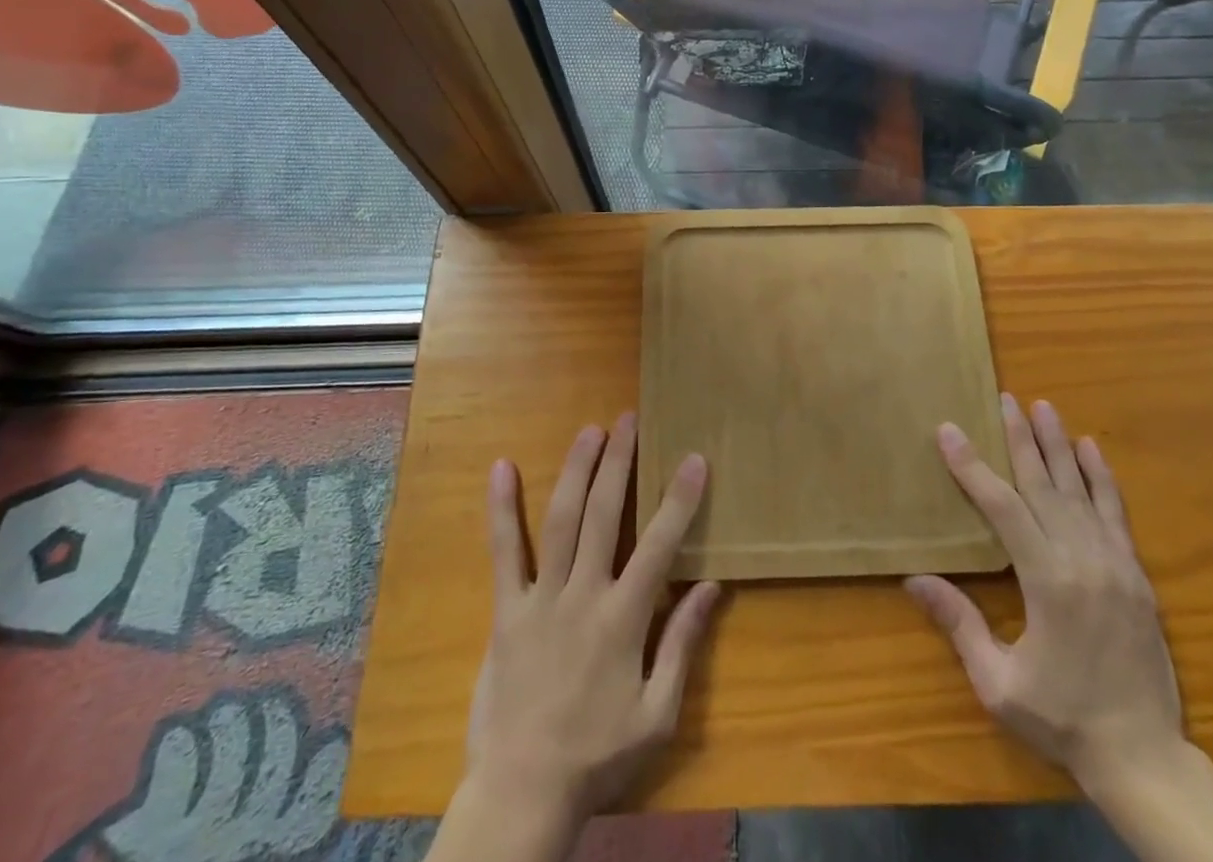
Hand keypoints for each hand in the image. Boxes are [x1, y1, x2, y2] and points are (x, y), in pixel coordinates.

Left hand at [464, 413, 719, 824]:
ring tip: (590, 431)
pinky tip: (501, 468)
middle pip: (604, 515)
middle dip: (620, 463)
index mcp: (624, 619)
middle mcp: (583, 595)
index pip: (659, 545)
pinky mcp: (507, 610)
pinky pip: (503, 552)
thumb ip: (682, 645)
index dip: (679, 499)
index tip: (693, 459)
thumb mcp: (657, 714)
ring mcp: (541, 598)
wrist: (522, 794)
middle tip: (629, 420)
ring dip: (577, 471)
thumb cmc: (598, 756)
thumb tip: (711, 586)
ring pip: (561, 520)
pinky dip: (502, 508)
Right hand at [906, 394, 1183, 791]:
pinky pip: (1116, 513)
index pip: (1002, 507)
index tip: (950, 431)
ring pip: (1080, 490)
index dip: (972, 467)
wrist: (1145, 759)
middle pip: (1044, 484)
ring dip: (1059, 445)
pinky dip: (1102, 478)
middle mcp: (1082, 560)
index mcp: (1047, 582)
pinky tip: (1092, 449)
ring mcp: (1115, 564)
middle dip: (1020, 438)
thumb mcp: (999, 683)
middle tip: (1005, 398)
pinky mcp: (1137, 575)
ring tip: (1044, 407)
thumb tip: (913, 579)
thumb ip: (960, 624)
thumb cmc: (1062, 720)